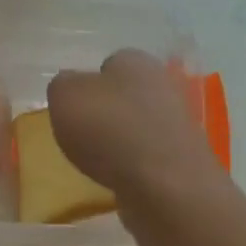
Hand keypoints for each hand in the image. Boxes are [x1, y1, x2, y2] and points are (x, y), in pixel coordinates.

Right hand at [47, 49, 223, 200]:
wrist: (164, 184)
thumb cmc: (109, 130)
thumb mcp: (65, 97)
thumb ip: (62, 86)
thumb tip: (70, 88)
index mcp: (136, 61)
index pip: (109, 63)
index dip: (88, 84)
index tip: (73, 108)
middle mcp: (163, 84)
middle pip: (126, 95)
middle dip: (106, 112)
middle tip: (82, 135)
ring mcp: (178, 122)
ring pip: (139, 125)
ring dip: (120, 139)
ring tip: (98, 161)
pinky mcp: (184, 156)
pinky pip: (149, 154)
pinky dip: (133, 164)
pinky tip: (120, 177)